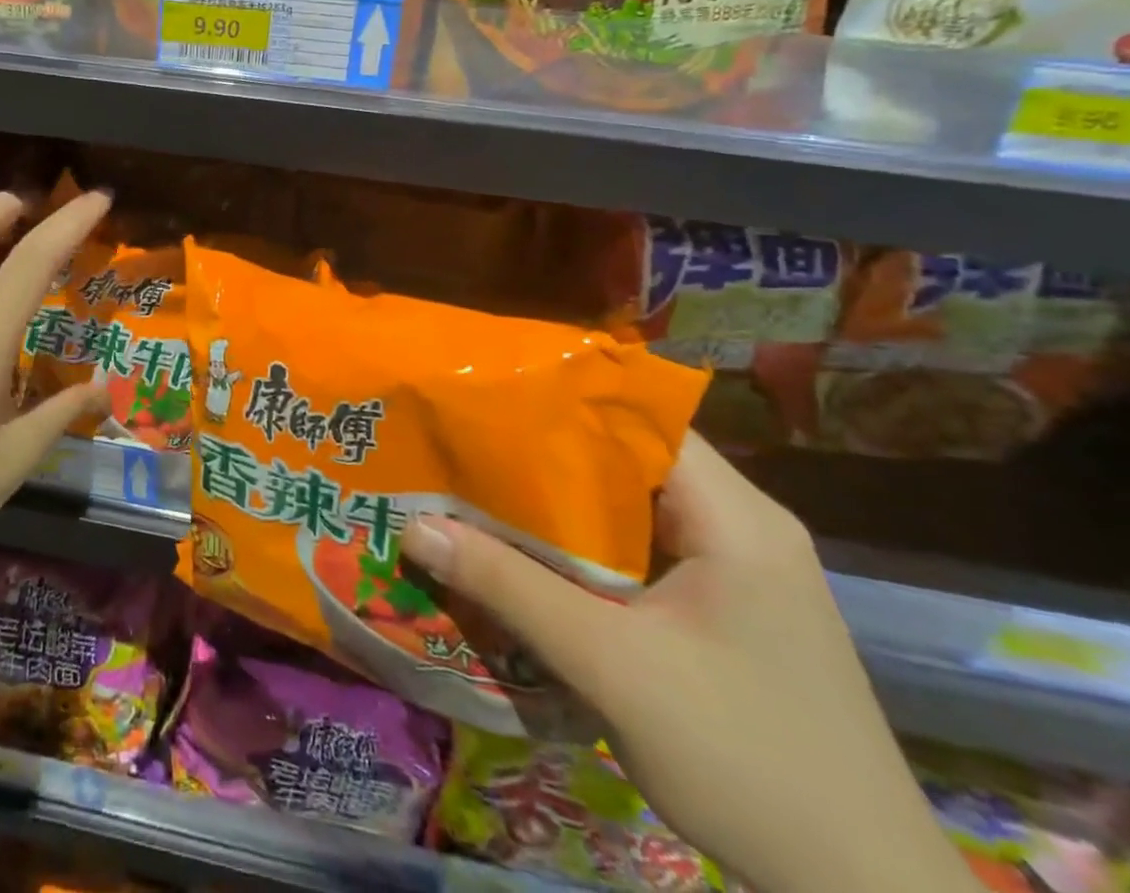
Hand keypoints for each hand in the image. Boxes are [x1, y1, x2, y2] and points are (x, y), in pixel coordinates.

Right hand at [402, 434, 976, 892]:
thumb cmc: (747, 761)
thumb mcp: (610, 667)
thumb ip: (509, 588)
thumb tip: (414, 526)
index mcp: (735, 517)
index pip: (638, 419)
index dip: (561, 402)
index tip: (487, 400)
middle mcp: (742, 526)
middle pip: (629, 459)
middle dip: (546, 454)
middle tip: (465, 446)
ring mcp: (739, 571)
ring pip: (632, 507)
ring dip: (561, 505)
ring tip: (480, 490)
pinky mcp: (727, 610)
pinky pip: (643, 550)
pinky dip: (587, 547)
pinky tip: (533, 558)